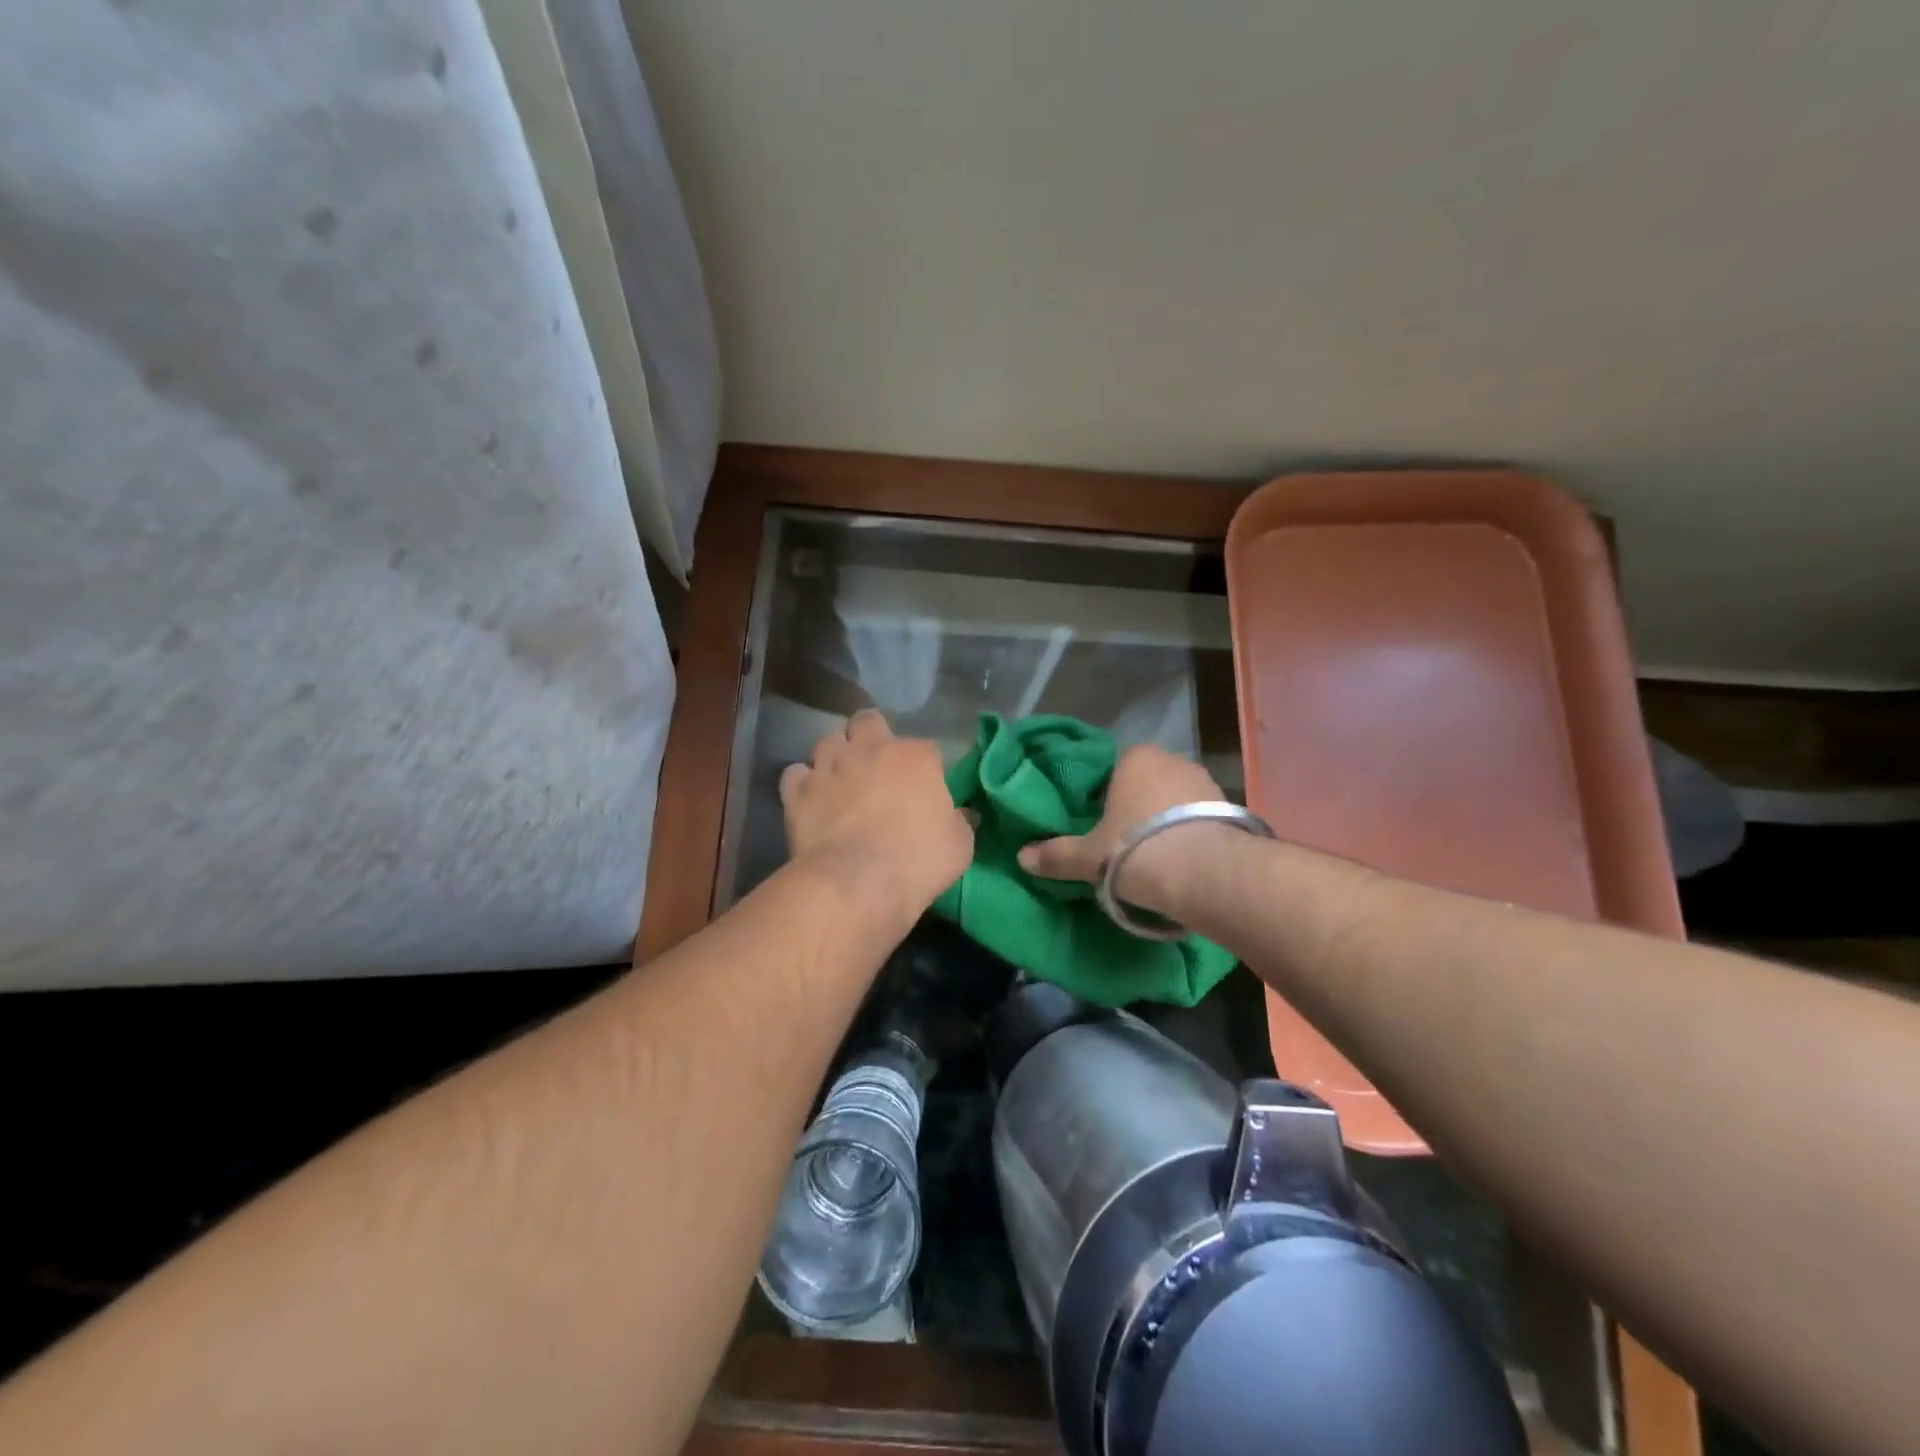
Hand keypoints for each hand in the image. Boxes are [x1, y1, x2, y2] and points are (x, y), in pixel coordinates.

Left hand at [781, 710, 972, 922]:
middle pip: (867, 721)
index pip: (925, 748)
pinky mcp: (798, 791)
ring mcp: (829, 767)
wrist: (857, 883)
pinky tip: (811, 799)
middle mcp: (870, 749)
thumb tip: (963, 815)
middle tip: (875, 764)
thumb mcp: (959, 845)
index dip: (924, 767)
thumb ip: (960, 822)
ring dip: (836, 756)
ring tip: (840, 780)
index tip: (924, 789)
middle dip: (871, 735)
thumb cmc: (918, 861)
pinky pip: (796, 774)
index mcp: (915, 757)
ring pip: (828, 741)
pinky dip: (803, 782)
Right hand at [1017, 744, 1226, 913]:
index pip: (1111, 768)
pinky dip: (1189, 834)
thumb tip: (1022, 857)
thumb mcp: (1088, 857)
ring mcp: (1205, 782)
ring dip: (1164, 820)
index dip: (1101, 796)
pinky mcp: (1231, 809)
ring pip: (1174, 800)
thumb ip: (1056, 855)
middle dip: (1135, 807)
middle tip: (1120, 840)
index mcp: (1134, 758)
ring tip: (1152, 854)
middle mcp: (1172, 760)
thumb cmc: (1135, 850)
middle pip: (1145, 782)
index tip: (1095, 822)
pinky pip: (1199, 818)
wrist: (1205, 874)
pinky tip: (1180, 859)